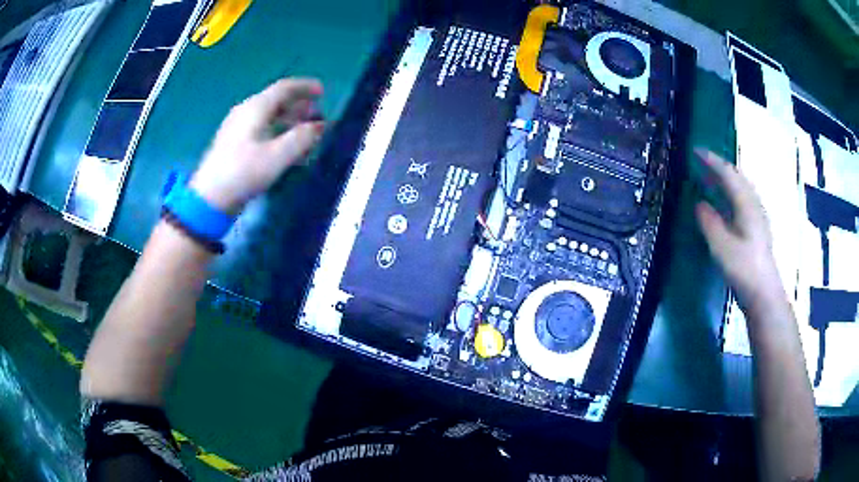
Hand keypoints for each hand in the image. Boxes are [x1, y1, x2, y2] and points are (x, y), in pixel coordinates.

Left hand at [189, 78, 324, 213]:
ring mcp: (237, 128)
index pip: (283, 88)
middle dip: (298, 105)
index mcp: (255, 108)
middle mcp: (245, 112)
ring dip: (289, 119)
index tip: (322, 92)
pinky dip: (277, 131)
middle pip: (275, 100)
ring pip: (268, 115)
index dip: (304, 87)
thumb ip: (302, 138)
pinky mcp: (233, 144)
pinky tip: (284, 147)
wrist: (210, 198)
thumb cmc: (243, 173)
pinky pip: (261, 128)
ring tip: (304, 131)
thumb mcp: (277, 156)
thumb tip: (319, 126)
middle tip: (316, 114)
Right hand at [693, 149, 784, 311]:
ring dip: (726, 179)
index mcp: (746, 204)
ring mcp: (758, 217)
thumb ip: (709, 222)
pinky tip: (726, 204)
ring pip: (741, 188)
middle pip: (737, 177)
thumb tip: (700, 204)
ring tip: (711, 180)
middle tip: (701, 163)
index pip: (728, 174)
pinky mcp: (758, 229)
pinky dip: (731, 193)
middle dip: (719, 167)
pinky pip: (743, 200)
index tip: (695, 151)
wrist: (764, 294)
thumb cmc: (743, 269)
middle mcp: (754, 205)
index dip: (711, 160)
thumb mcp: (721, 246)